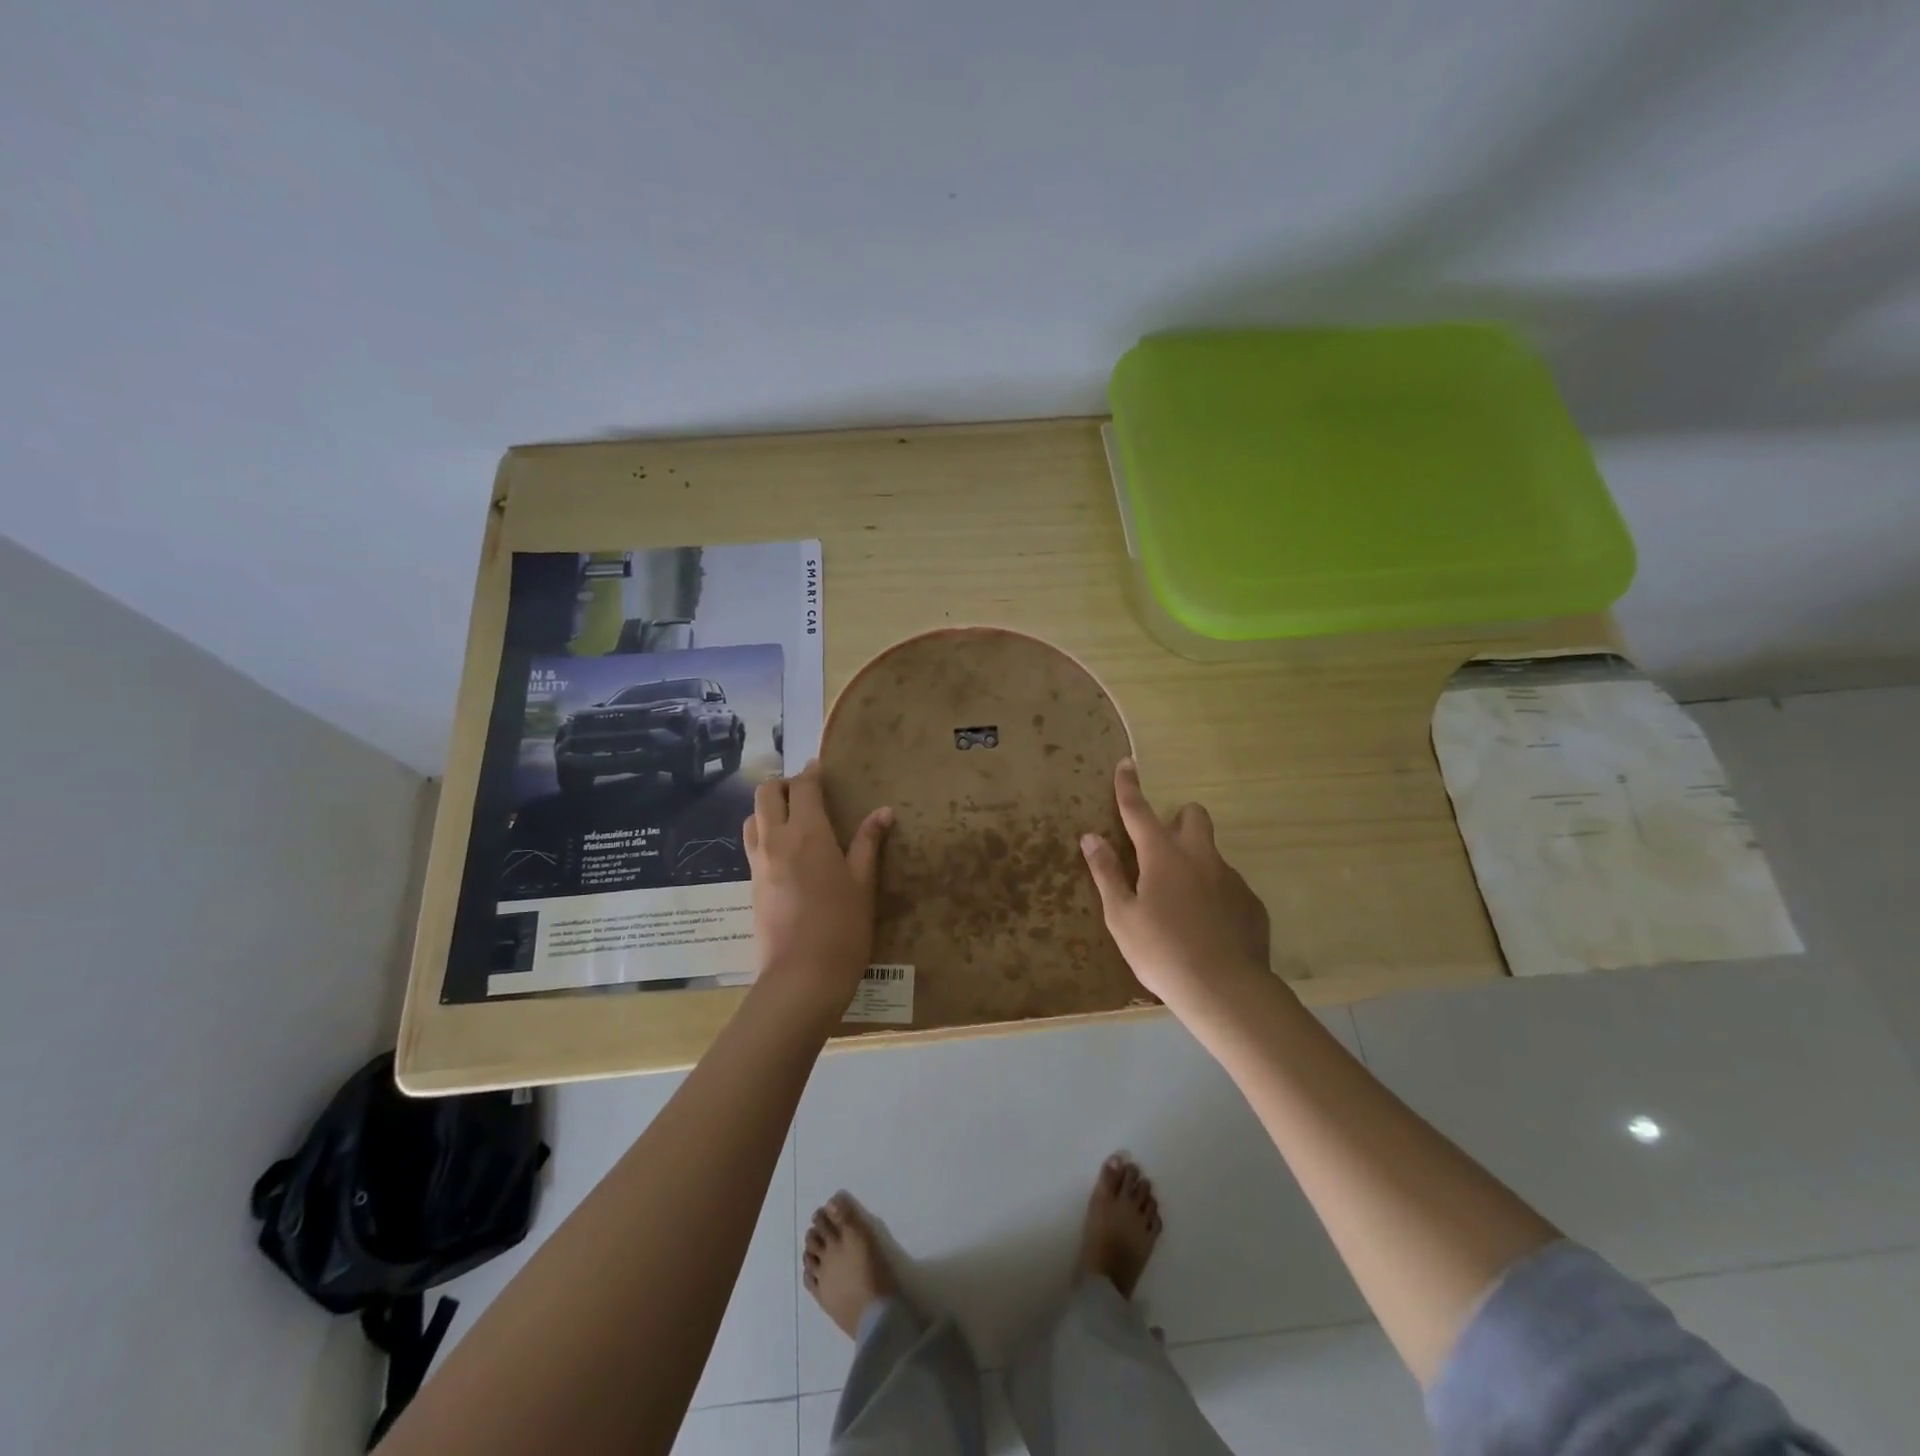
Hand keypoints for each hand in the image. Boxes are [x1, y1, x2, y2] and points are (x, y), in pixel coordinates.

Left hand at [744, 761, 892, 1011]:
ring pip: (753, 817)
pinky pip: (752, 843)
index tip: (821, 768)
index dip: (811, 772)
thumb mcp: (863, 883)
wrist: (801, 977)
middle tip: (808, 793)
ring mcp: (759, 863)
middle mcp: (776, 840)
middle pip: (766, 793)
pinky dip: (765, 832)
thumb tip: (883, 811)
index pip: (803, 787)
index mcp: (808, 834)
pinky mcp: (751, 884)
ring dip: (769, 808)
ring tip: (794, 818)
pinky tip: (786, 850)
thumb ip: (869, 843)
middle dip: (784, 784)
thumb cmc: (842, 927)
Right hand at [1080, 759, 1271, 1007]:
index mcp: (1163, 856)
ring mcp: (1231, 878)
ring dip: (1195, 863)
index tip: (1127, 763)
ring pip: (1211, 853)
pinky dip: (1214, 895)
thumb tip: (1091, 837)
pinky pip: (1228, 886)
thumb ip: (1106, 873)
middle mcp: (1201, 857)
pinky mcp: (1251, 903)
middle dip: (1178, 819)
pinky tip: (1206, 928)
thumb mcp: (1121, 916)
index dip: (1129, 787)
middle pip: (1194, 816)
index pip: (1139, 810)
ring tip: (1181, 905)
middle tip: (1161, 849)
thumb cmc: (1162, 952)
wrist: (1225, 990)